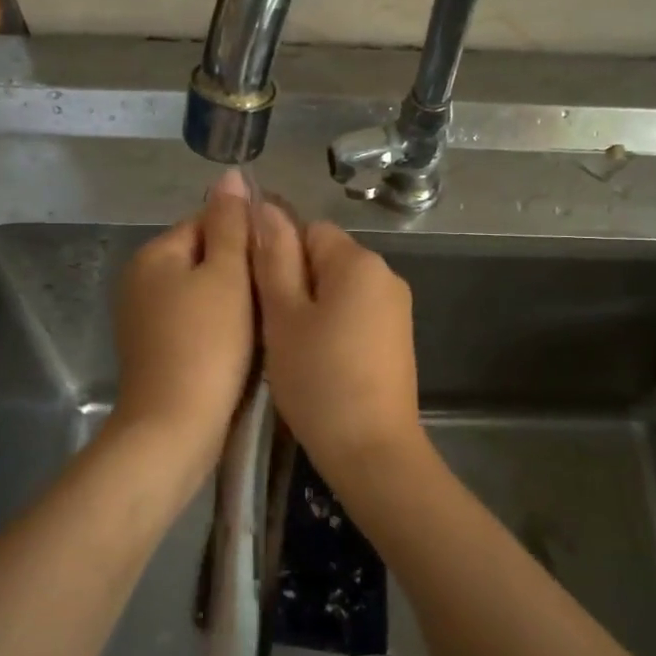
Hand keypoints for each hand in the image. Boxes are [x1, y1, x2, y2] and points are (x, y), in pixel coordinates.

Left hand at [111, 171, 254, 468]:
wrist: (175, 426)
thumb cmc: (207, 343)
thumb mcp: (226, 275)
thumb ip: (230, 223)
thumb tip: (230, 174)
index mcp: (154, 254)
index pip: (207, 222)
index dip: (245, 236)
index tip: (276, 259)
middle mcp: (140, 280)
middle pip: (203, 257)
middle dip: (239, 270)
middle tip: (274, 292)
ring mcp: (143, 319)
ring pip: (201, 293)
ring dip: (233, 301)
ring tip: (264, 320)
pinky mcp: (154, 350)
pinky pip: (194, 323)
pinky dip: (218, 327)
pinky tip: (241, 346)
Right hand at [252, 207, 423, 482]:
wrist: (372, 450)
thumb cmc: (318, 379)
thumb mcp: (282, 316)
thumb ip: (273, 257)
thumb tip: (263, 206)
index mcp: (358, 261)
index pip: (307, 229)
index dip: (277, 255)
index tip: (258, 295)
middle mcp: (385, 275)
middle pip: (325, 258)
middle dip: (294, 283)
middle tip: (270, 327)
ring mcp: (396, 309)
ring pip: (337, 290)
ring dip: (310, 309)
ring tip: (291, 349)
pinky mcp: (397, 339)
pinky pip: (355, 315)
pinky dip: (332, 329)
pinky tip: (317, 362)